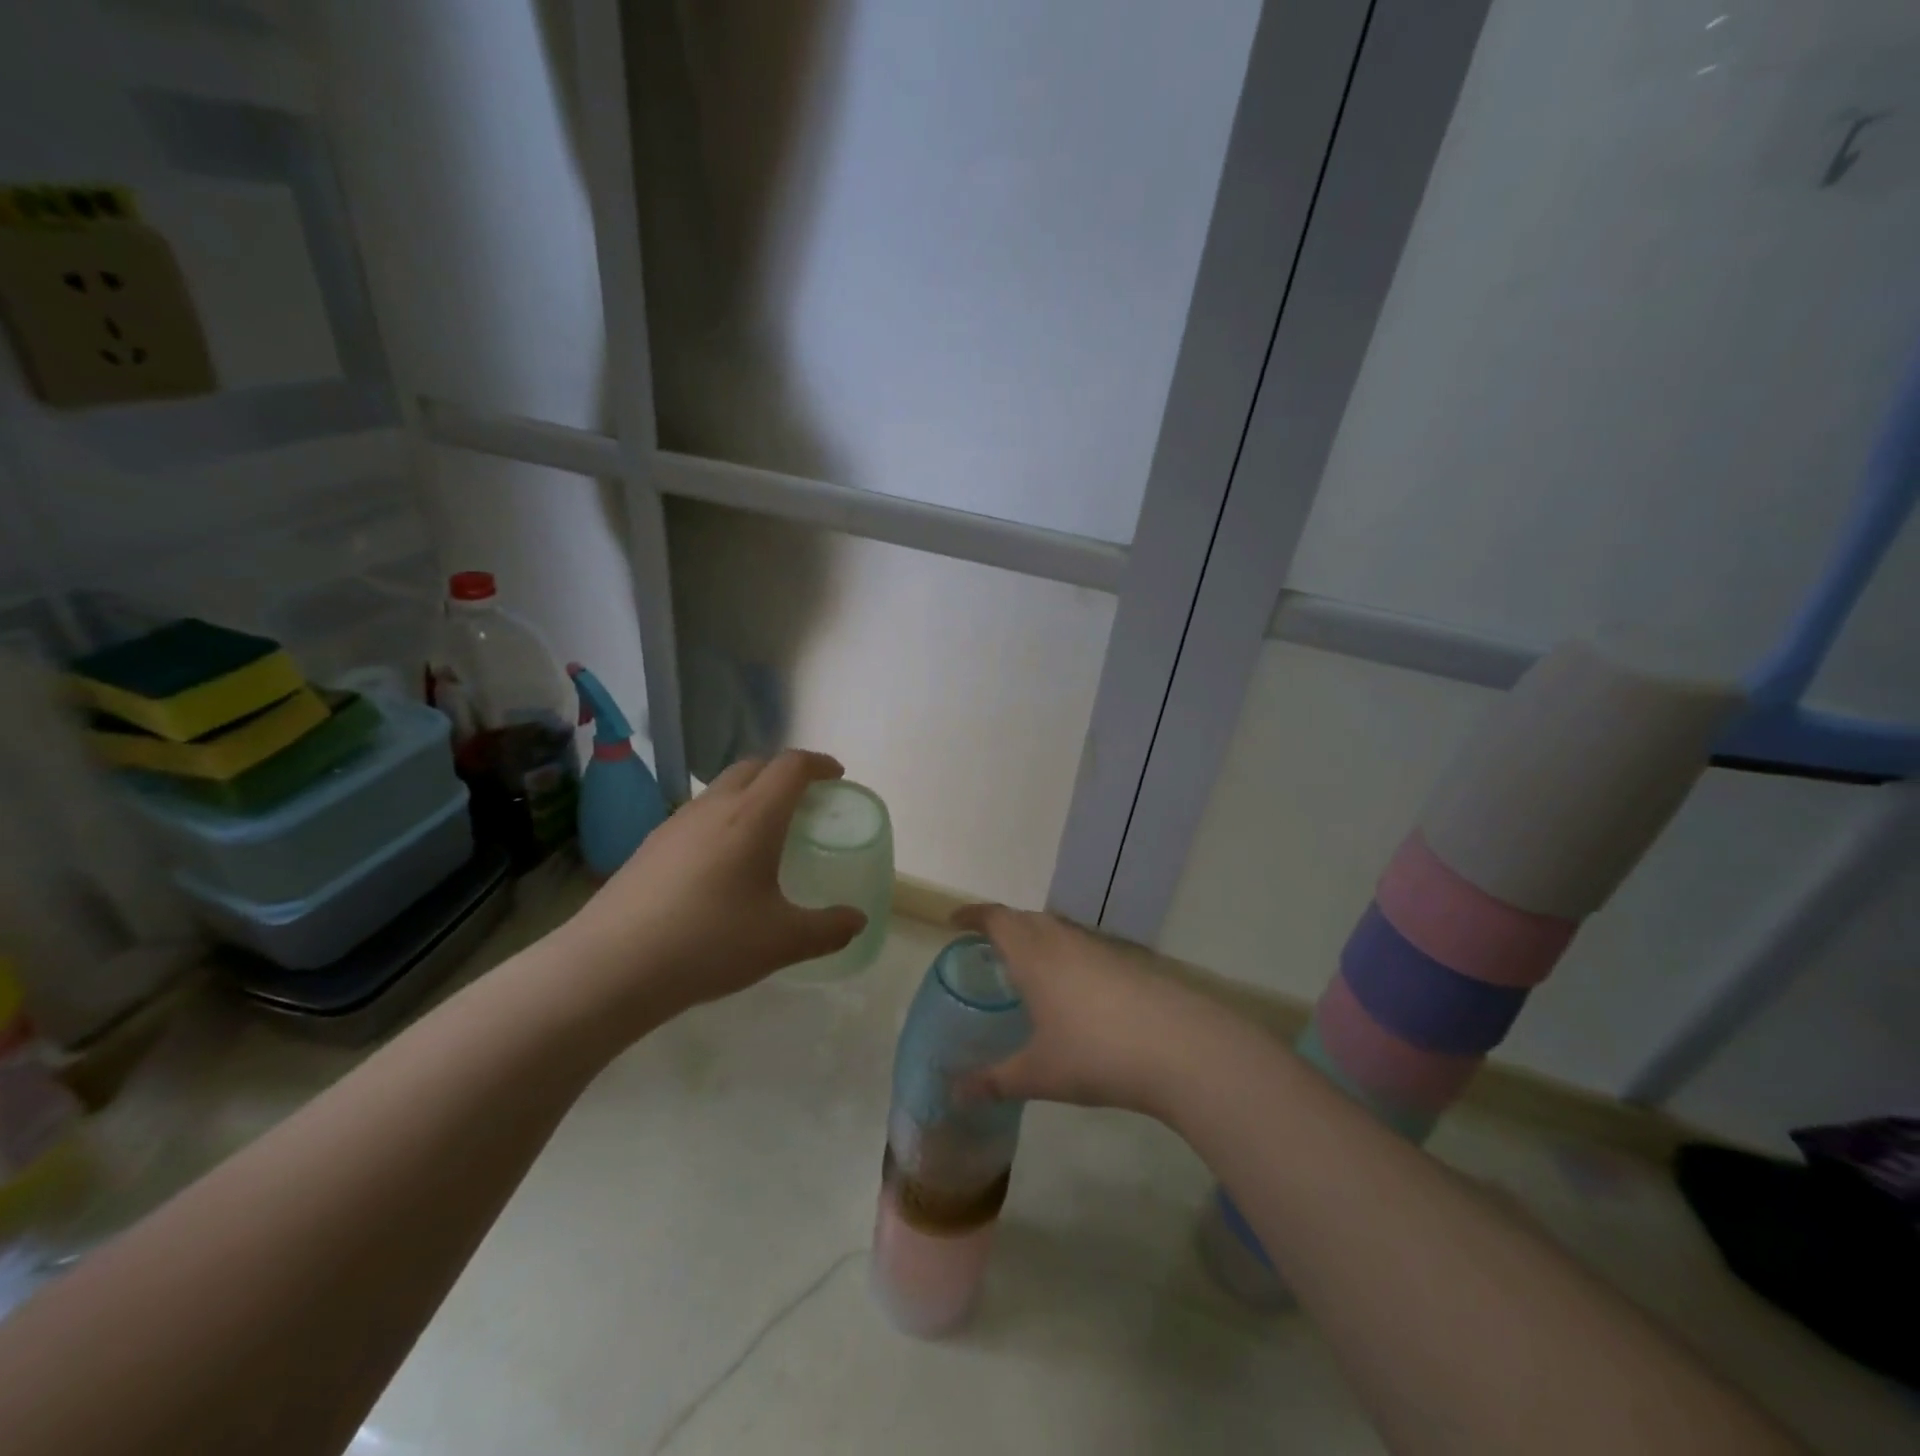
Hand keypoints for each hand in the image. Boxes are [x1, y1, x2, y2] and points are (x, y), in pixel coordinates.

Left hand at [558, 750, 866, 1030]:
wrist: (610, 967)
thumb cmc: (709, 943)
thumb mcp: (782, 941)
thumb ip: (828, 929)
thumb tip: (856, 921)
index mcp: (753, 816)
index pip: (791, 766)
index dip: (818, 764)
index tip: (837, 776)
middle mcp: (713, 807)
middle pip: (754, 767)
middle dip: (784, 773)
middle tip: (805, 800)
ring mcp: (674, 824)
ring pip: (720, 790)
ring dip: (750, 795)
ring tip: (764, 832)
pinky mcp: (648, 847)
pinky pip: (696, 816)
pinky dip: (721, 820)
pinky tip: (719, 865)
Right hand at [949, 904, 1240, 1120]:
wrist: (1179, 1047)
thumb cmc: (1095, 1054)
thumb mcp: (1038, 1074)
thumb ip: (993, 1082)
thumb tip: (954, 1093)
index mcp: (1034, 956)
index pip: (996, 919)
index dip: (973, 916)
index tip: (954, 922)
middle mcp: (1064, 941)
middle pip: (1026, 918)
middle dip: (1003, 926)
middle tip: (986, 949)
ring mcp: (1100, 949)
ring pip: (1058, 931)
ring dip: (1036, 939)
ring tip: (1026, 969)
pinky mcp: (1127, 963)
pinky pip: (1082, 948)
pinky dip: (1064, 956)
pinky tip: (1071, 992)